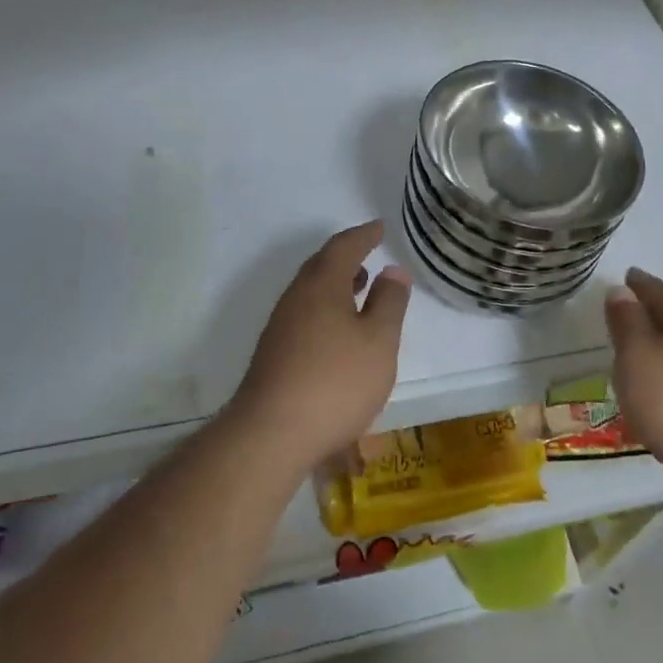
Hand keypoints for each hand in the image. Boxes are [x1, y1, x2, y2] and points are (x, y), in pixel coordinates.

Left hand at [230, 222, 411, 473]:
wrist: (270, 435)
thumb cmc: (335, 382)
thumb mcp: (378, 342)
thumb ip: (389, 303)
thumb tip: (393, 270)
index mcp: (322, 285)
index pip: (344, 247)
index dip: (364, 235)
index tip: (379, 227)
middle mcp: (296, 297)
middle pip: (321, 266)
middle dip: (346, 257)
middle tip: (368, 254)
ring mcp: (280, 326)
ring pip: (311, 292)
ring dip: (335, 285)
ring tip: (359, 290)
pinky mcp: (274, 354)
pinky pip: (304, 315)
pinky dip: (325, 309)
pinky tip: (338, 334)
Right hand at [607, 268, 662, 489]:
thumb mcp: (638, 356)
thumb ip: (628, 323)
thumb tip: (621, 289)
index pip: (662, 293)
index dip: (643, 283)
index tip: (628, 274)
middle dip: (653, 310)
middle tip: (628, 306)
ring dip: (660, 343)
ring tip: (636, 346)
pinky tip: (656, 388)